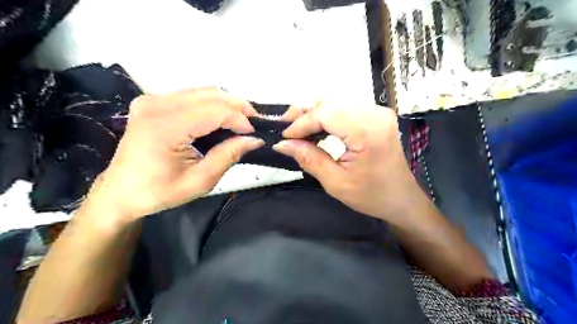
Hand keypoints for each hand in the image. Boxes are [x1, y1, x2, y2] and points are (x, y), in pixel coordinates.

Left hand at [86, 87, 265, 220]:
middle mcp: (157, 104)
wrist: (121, 192)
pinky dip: (212, 104)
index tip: (256, 134)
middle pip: (211, 95)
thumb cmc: (159, 192)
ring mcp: (153, 100)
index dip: (240, 119)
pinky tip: (221, 118)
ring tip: (242, 121)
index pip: (215, 111)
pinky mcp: (153, 101)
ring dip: (227, 104)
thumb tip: (254, 140)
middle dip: (238, 107)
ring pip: (203, 92)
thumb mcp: (200, 181)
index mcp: (165, 126)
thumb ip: (228, 156)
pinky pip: (192, 96)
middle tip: (254, 124)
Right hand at [273, 102, 421, 223]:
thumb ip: (309, 159)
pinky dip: (327, 117)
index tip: (284, 137)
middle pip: (330, 103)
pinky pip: (345, 109)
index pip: (325, 113)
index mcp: (367, 131)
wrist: (402, 199)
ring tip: (296, 129)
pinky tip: (316, 128)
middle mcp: (374, 114)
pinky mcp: (376, 116)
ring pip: (336, 103)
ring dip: (314, 114)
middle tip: (286, 129)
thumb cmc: (372, 196)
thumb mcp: (336, 183)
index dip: (301, 123)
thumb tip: (282, 144)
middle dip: (304, 114)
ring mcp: (377, 112)